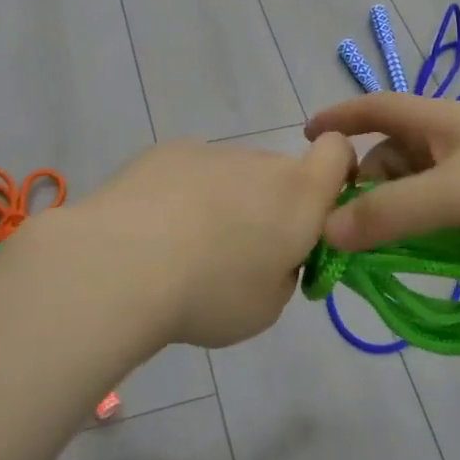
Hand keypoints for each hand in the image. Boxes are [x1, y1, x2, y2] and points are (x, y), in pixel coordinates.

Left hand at [48, 135, 354, 348]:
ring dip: (224, 202)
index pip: (338, 152)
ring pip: (233, 175)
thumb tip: (270, 255)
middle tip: (237, 256)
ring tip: (183, 249)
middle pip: (279, 174)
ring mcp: (210, 152)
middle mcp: (259, 162)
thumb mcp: (266, 307)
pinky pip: (191, 172)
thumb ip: (284, 273)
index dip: (337, 172)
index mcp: (298, 195)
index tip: (316, 213)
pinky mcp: (166, 152)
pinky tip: (153, 231)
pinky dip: (184, 195)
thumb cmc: (209, 293)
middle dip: (270, 207)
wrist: (121, 264)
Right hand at [304, 94, 459, 264]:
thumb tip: (326, 231)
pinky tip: (428, 253)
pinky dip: (430, 228)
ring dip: (399, 215)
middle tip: (348, 233)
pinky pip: (449, 209)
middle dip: (366, 188)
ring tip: (385, 252)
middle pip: (393, 157)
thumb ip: (391, 213)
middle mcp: (455, 139)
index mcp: (440, 119)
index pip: (376, 108)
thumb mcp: (457, 193)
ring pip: (421, 188)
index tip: (307, 138)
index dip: (340, 117)